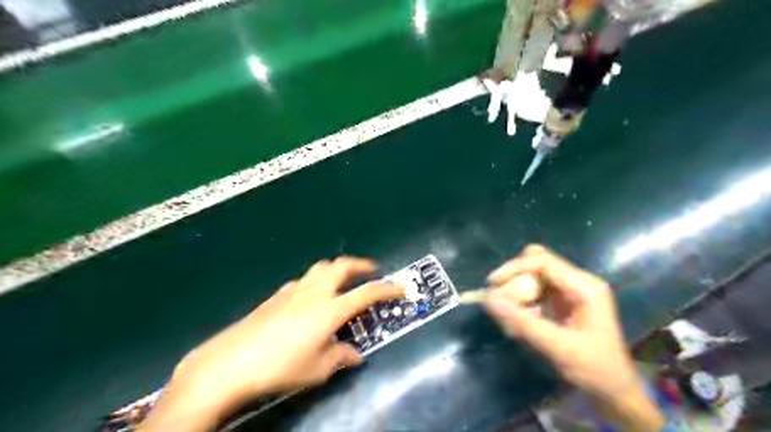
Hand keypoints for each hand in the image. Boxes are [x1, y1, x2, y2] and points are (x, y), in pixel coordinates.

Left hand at [140, 256, 404, 431]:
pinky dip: (314, 281)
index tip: (400, 287)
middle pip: (341, 266)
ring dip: (336, 268)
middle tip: (371, 270)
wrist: (231, 362)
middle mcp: (315, 293)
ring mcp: (294, 291)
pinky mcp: (276, 295)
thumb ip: (340, 358)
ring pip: (320, 267)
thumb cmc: (281, 366)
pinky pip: (302, 280)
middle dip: (360, 264)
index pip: (366, 293)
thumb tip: (354, 355)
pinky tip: (310, 296)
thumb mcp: (317, 369)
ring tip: (342, 279)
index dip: (387, 289)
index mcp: (330, 309)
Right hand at [487, 245, 661, 430]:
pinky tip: (517, 320)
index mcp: (584, 286)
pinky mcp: (564, 301)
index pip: (542, 261)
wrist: (616, 391)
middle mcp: (578, 282)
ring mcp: (571, 290)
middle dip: (515, 277)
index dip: (514, 268)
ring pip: (534, 275)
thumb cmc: (594, 369)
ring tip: (507, 313)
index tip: (492, 283)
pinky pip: (536, 290)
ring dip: (517, 289)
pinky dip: (522, 300)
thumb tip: (488, 300)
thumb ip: (522, 323)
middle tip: (499, 298)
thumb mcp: (557, 348)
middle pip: (537, 262)